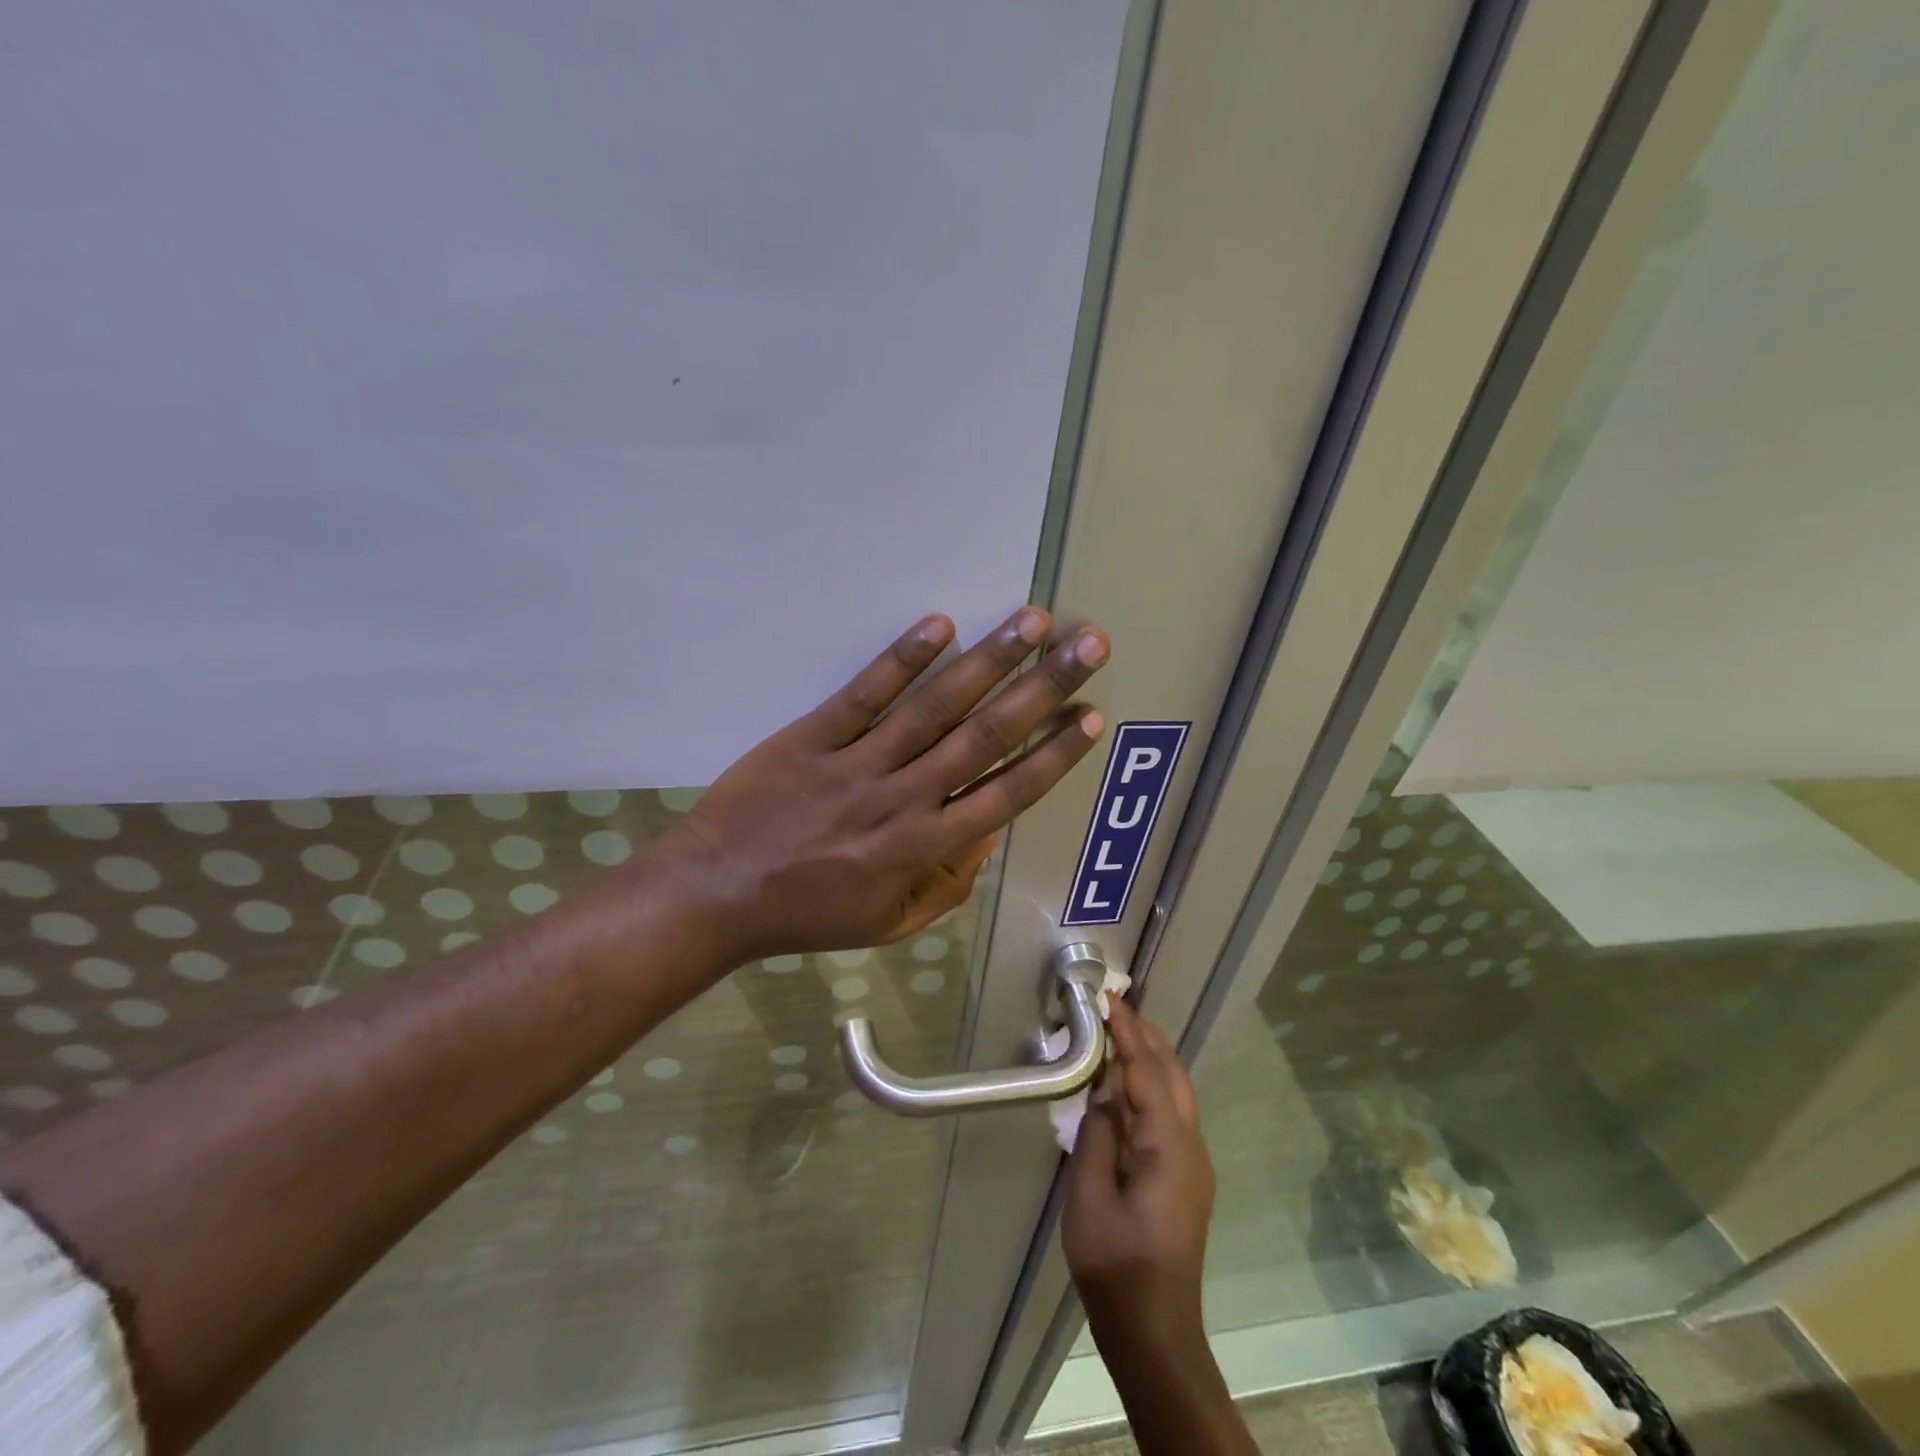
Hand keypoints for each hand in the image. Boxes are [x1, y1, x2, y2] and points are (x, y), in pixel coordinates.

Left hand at [666, 607, 1108, 961]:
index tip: (1090, 714)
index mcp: (924, 847)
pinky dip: (901, 660)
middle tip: (1086, 644)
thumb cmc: (809, 913)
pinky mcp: (813, 737)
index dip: (1054, 753)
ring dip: (988, 661)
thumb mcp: (890, 923)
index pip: (1007, 793)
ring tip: (1031, 620)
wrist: (717, 895)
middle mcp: (904, 798)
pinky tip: (939, 625)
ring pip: (934, 707)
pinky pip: (864, 695)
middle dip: (1043, 687)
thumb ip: (946, 882)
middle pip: (985, 736)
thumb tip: (987, 833)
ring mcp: (858, 764)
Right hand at [1063, 1000, 1215, 1339]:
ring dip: (1153, 1057)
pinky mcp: (1187, 1176)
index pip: (1147, 1073)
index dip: (1128, 1034)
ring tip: (1123, 1031)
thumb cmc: (1115, 1263)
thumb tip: (1103, 1090)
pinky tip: (1130, 1082)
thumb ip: (1097, 1135)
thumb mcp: (1090, 1196)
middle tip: (1117, 1007)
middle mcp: (1191, 1146)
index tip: (1110, 1000)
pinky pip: (1173, 1112)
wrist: (1154, 1330)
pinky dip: (1153, 1083)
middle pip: (1173, 1074)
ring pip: (1178, 1092)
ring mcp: (1194, 1162)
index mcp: (1168, 1147)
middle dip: (1147, 1037)